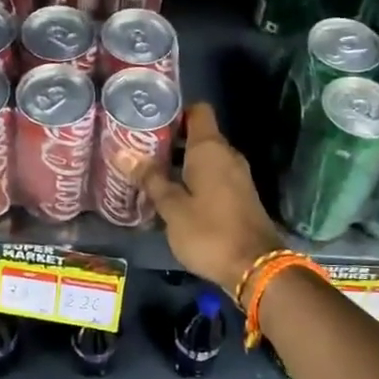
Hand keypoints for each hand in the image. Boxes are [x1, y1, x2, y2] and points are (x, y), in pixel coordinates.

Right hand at [143, 102, 283, 295]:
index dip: (175, 110)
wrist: (256, 268)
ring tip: (150, 173)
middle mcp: (227, 155)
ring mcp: (237, 175)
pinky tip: (173, 194)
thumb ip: (150, 178)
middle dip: (170, 140)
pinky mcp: (240, 195)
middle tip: (140, 149)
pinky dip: (194, 179)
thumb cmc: (209, 232)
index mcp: (210, 149)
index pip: (197, 110)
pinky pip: (214, 175)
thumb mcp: (172, 208)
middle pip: (198, 134)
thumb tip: (123, 152)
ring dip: (180, 162)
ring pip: (205, 158)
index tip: (150, 120)